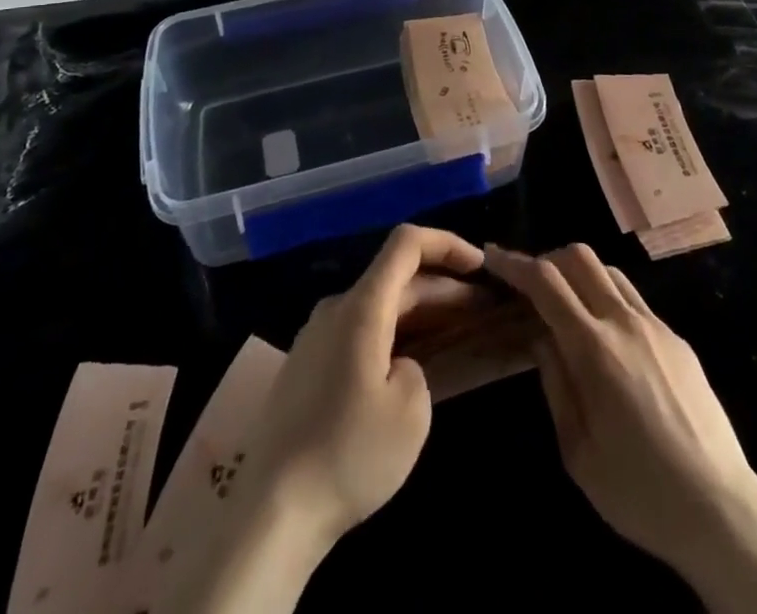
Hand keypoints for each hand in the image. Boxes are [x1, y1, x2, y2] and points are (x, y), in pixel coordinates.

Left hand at [159, 227, 487, 613]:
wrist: (272, 512)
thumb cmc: (349, 453)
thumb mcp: (411, 411)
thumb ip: (419, 367)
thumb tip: (400, 365)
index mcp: (362, 307)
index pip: (407, 244)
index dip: (447, 243)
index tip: (480, 266)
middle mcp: (336, 309)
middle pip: (397, 278)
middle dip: (444, 287)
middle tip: (484, 309)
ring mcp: (316, 337)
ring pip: (379, 306)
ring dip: (420, 313)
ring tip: (457, 332)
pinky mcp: (308, 367)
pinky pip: (360, 332)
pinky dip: (394, 334)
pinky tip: (412, 362)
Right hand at [483, 243, 756, 567]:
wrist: (722, 511)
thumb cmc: (639, 492)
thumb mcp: (577, 451)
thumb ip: (554, 383)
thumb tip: (539, 338)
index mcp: (595, 349)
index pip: (545, 282)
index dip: (514, 263)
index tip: (492, 256)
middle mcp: (625, 322)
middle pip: (579, 257)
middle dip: (547, 259)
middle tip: (529, 285)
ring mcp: (656, 326)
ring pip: (609, 271)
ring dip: (579, 274)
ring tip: (565, 307)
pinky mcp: (677, 339)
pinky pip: (633, 298)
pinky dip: (607, 297)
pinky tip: (604, 336)